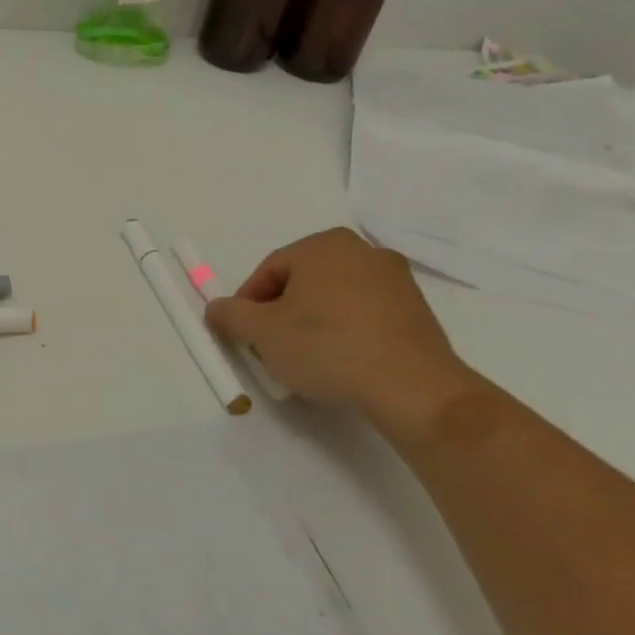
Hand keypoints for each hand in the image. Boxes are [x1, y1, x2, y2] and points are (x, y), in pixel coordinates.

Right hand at [204, 227, 490, 446]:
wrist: (413, 389)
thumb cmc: (328, 348)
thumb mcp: (262, 333)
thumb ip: (231, 315)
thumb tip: (216, 308)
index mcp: (323, 245)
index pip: (270, 271)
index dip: (249, 304)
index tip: (244, 335)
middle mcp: (362, 251)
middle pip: (303, 282)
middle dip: (282, 313)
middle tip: (271, 347)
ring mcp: (396, 280)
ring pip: (334, 298)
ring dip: (313, 323)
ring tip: (306, 360)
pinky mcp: (418, 311)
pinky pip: (365, 315)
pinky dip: (346, 332)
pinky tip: (341, 363)